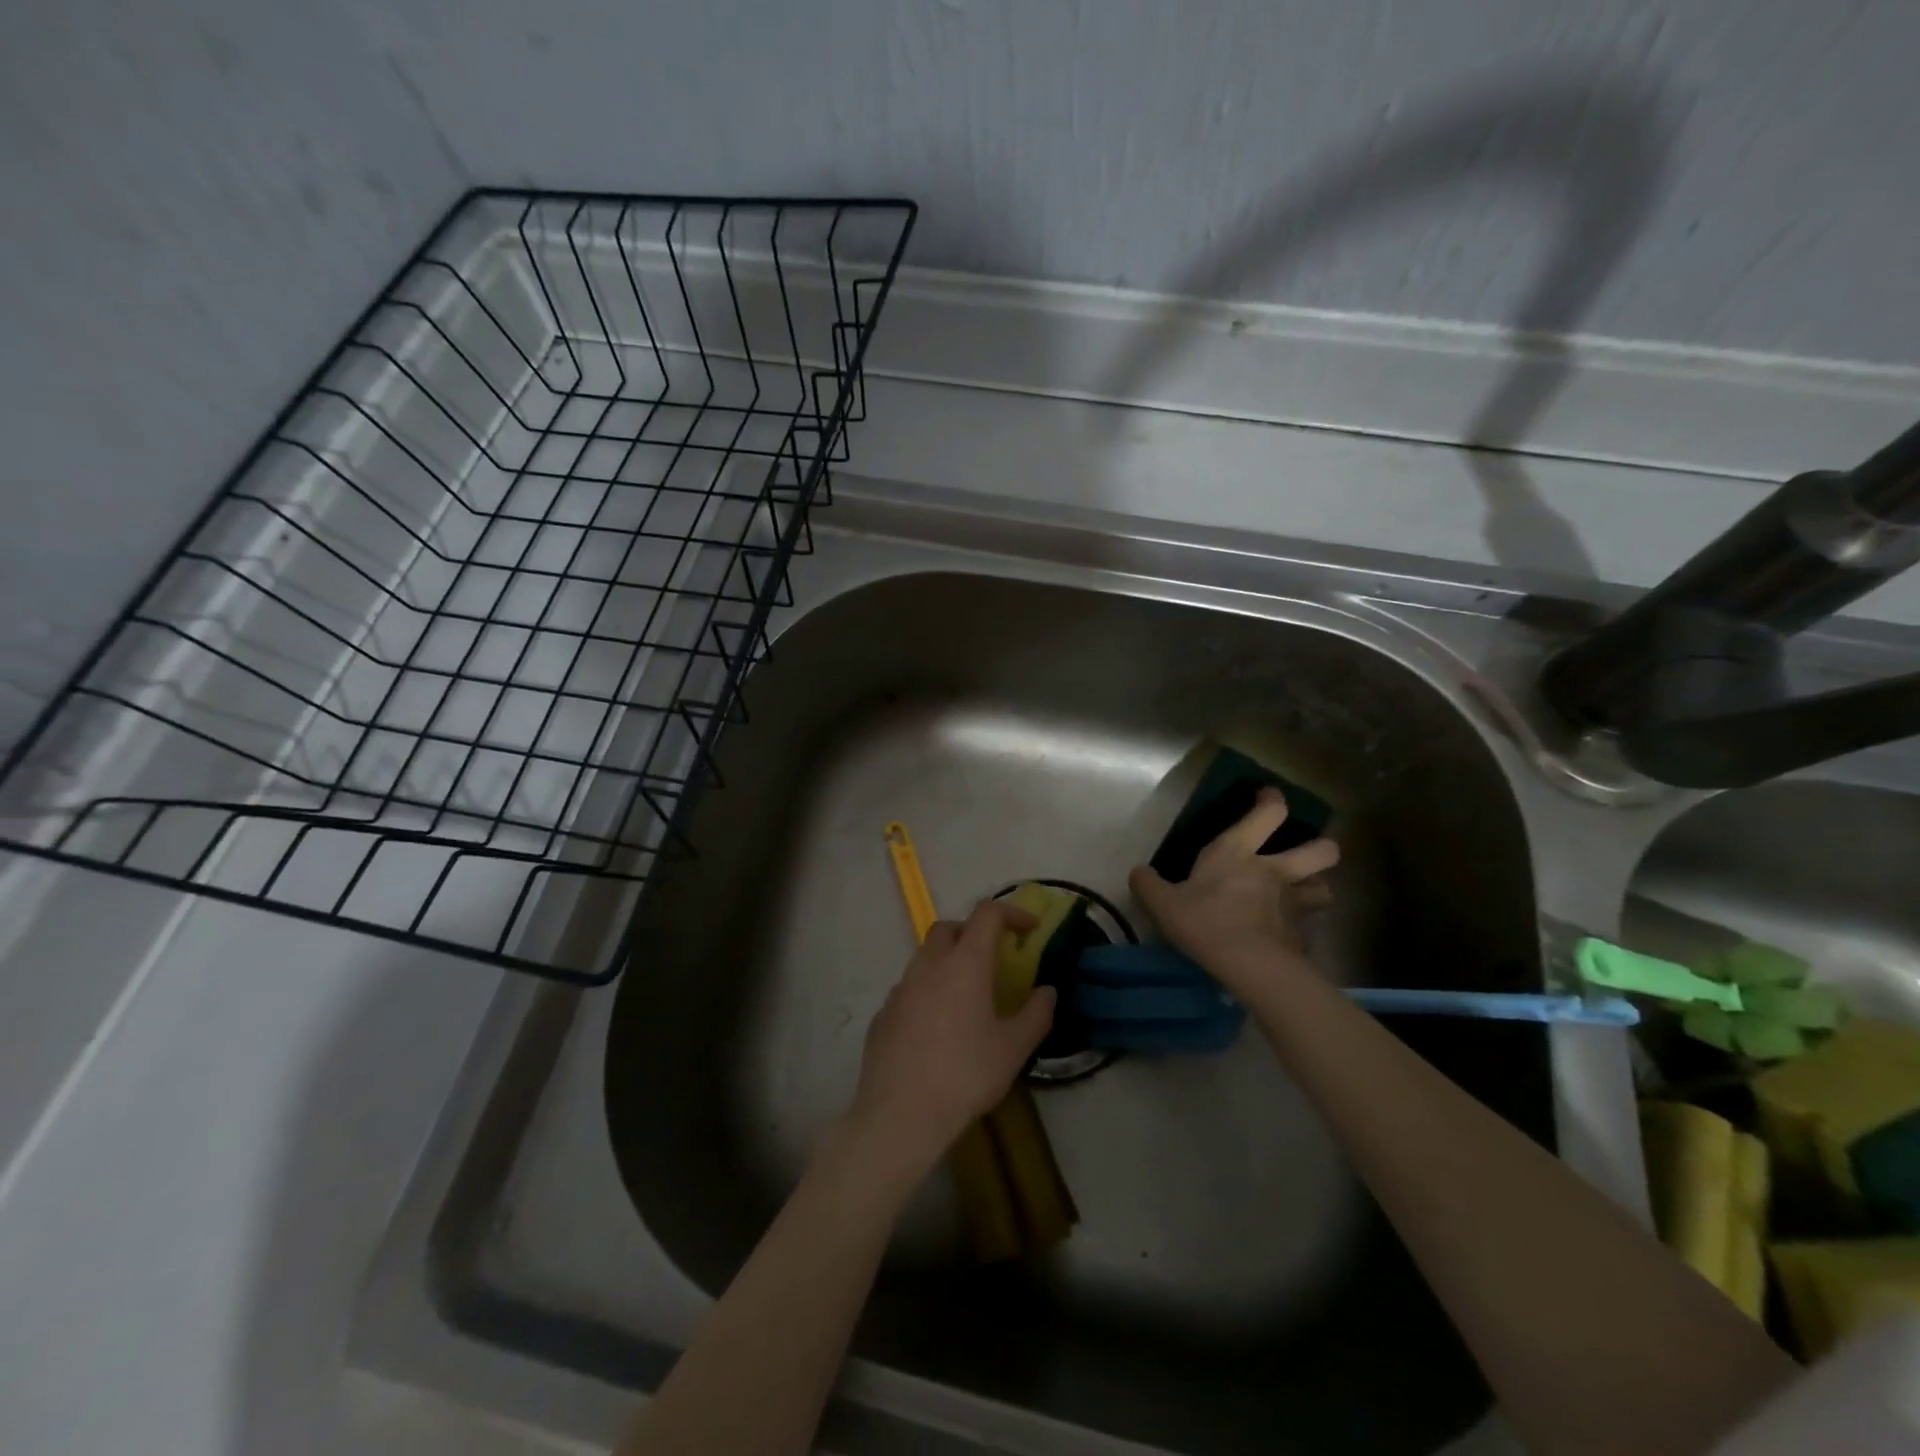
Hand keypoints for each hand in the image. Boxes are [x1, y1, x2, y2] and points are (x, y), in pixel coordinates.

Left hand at [843, 900, 1056, 1178]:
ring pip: (925, 957)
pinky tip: (938, 1026)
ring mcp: (900, 988)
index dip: (1011, 912)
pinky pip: (910, 988)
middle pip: (949, 927)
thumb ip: (1036, 1014)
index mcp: (965, 963)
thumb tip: (1047, 991)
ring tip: (968, 995)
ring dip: (948, 962)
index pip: (987, 914)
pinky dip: (928, 991)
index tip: (1030, 928)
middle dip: (973, 931)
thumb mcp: (1013, 1048)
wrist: (900, 1114)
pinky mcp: (883, 1013)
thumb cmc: (965, 1075)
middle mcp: (929, 965)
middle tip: (994, 957)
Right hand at [1128, 787, 1338, 995]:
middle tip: (1307, 851)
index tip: (1268, 797)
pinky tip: (1286, 935)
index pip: (1269, 814)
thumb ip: (1147, 884)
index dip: (1272, 801)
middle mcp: (1275, 871)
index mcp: (1238, 853)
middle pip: (1321, 850)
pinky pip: (1309, 925)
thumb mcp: (1163, 903)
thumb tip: (1138, 872)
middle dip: (1321, 847)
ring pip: (1325, 887)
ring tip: (1303, 894)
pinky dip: (1301, 927)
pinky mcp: (1303, 935)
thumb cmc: (1206, 923)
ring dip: (1316, 887)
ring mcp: (1294, 903)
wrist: (1251, 967)